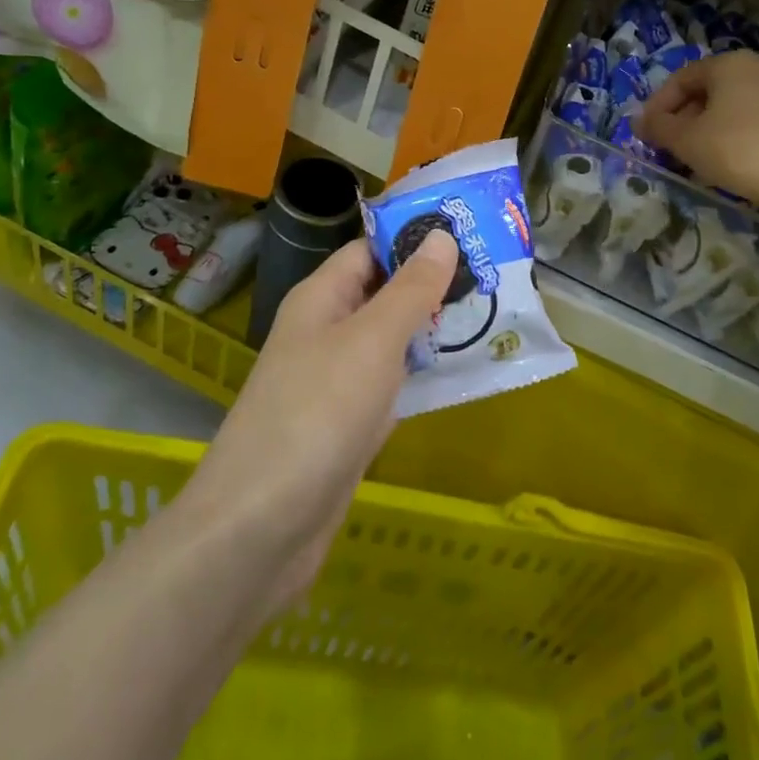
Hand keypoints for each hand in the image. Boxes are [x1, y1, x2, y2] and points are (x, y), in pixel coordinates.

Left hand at [184, 231, 458, 612]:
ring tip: (494, 314)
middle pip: (384, 294)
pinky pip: (393, 385)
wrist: (261, 527)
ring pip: (392, 342)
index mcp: (321, 299)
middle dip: (434, 285)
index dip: (415, 239)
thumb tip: (441, 237)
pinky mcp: (349, 425)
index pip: (370, 250)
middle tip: (496, 274)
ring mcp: (336, 381)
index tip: (471, 232)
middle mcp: (326, 332)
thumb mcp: (371, 340)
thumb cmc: (317, 414)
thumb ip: (410, 290)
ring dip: (434, 330)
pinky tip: (465, 372)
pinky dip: (423, 376)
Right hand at [639, 50, 758, 206]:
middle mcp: (758, 69)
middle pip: (707, 92)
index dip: (657, 106)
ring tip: (695, 158)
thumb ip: (658, 127)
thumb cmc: (736, 150)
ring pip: (731, 108)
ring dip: (707, 129)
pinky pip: (754, 121)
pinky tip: (728, 162)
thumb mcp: (686, 140)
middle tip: (668, 147)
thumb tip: (640, 122)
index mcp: (729, 64)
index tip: (645, 133)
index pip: (681, 79)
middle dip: (683, 119)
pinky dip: (733, 136)